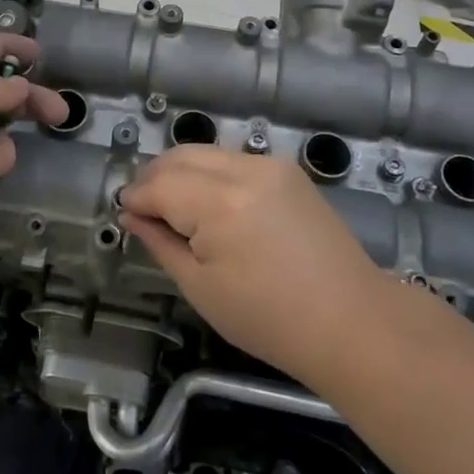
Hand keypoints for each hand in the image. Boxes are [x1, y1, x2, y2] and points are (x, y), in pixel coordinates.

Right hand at [119, 146, 385, 386]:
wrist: (350, 320)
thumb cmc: (269, 318)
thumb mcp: (201, 287)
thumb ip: (160, 242)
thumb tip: (131, 215)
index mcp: (218, 203)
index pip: (159, 185)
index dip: (135, 198)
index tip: (123, 214)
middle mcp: (243, 169)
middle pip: (180, 156)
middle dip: (154, 177)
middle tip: (142, 209)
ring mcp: (270, 165)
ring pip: (206, 152)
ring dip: (181, 172)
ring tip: (173, 207)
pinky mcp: (288, 171)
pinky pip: (234, 160)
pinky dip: (211, 174)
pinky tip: (210, 203)